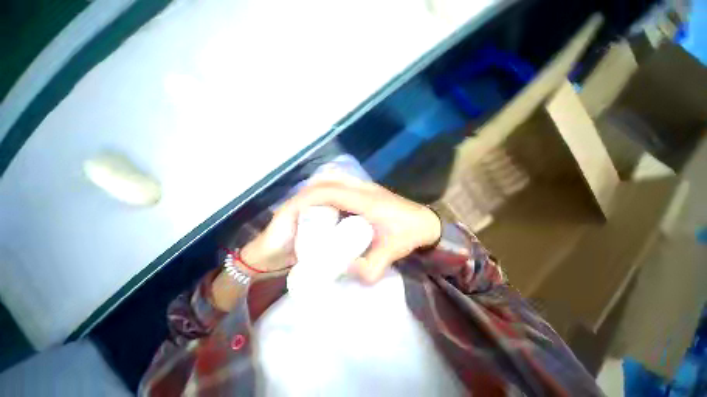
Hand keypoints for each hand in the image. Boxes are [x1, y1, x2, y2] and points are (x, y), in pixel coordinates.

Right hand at [277, 178, 441, 282]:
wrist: (425, 221)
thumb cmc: (409, 234)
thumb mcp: (391, 253)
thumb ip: (369, 267)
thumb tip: (344, 270)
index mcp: (366, 201)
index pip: (330, 192)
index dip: (307, 200)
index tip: (292, 214)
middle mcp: (363, 188)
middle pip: (327, 181)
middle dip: (306, 195)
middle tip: (294, 214)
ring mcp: (364, 186)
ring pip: (332, 179)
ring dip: (315, 192)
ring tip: (305, 211)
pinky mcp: (365, 189)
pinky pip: (339, 184)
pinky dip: (325, 191)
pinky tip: (323, 207)